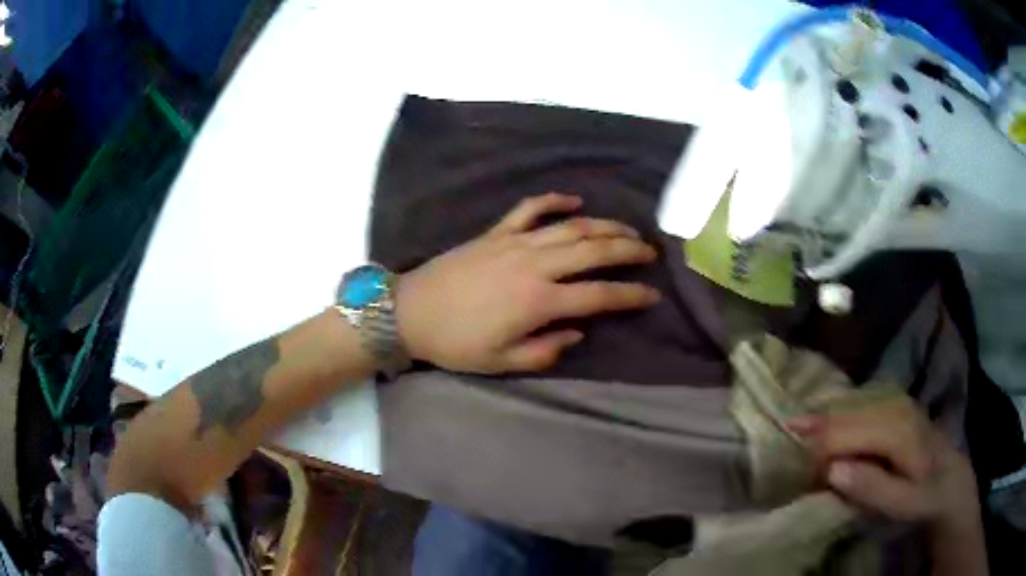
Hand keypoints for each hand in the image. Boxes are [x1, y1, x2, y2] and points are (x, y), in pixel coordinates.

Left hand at [395, 192, 660, 373]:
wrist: (410, 312)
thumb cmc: (456, 343)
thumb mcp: (502, 362)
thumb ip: (546, 351)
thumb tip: (577, 332)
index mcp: (539, 302)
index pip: (600, 295)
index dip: (631, 295)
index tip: (653, 295)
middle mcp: (535, 265)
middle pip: (594, 251)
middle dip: (628, 249)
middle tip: (651, 251)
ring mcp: (515, 242)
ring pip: (571, 226)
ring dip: (604, 225)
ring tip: (628, 228)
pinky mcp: (496, 232)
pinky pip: (530, 208)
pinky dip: (554, 201)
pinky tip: (574, 200)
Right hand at [788, 397, 978, 528]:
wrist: (952, 481)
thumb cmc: (928, 495)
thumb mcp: (904, 502)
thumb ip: (872, 486)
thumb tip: (832, 469)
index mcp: (897, 429)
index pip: (844, 434)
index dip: (815, 450)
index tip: (791, 467)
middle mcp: (894, 408)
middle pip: (844, 416)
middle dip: (812, 432)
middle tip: (783, 449)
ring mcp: (894, 406)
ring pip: (849, 409)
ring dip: (821, 423)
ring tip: (794, 433)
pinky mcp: (893, 412)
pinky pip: (858, 411)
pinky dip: (837, 421)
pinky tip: (824, 429)